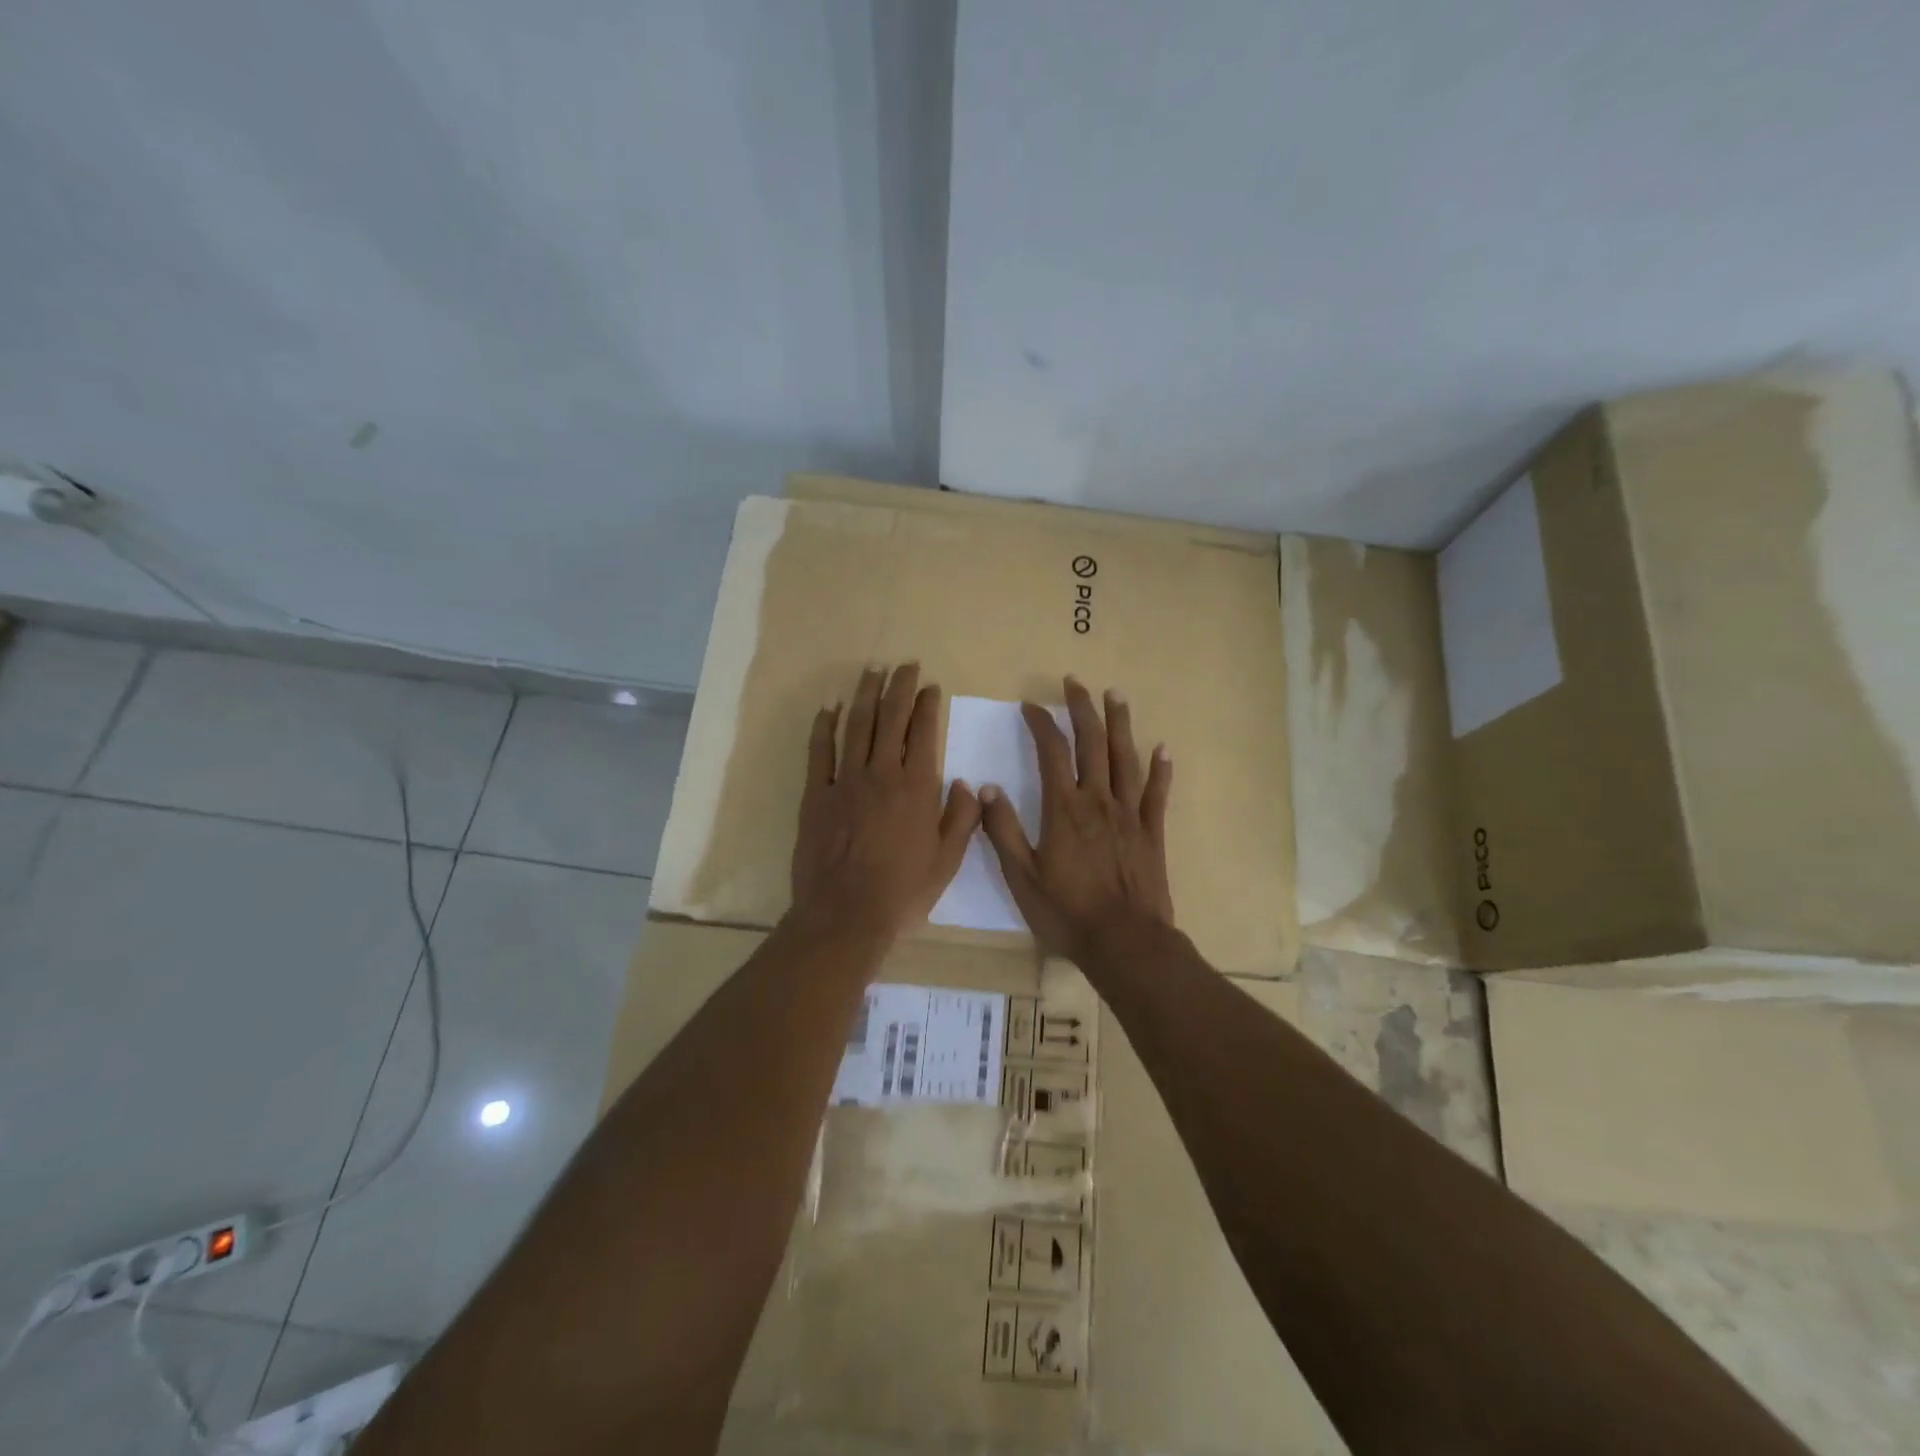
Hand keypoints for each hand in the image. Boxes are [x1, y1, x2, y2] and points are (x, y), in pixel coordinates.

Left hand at [789, 663, 980, 942]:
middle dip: (898, 687)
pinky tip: (829, 708)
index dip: (927, 704)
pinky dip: (824, 726)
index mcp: (917, 787)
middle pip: (890, 718)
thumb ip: (962, 818)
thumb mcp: (948, 860)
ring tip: (871, 671)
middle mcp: (882, 774)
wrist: (845, 914)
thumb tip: (965, 782)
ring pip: (855, 725)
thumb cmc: (903, 890)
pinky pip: (819, 751)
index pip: (924, 732)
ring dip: (865, 695)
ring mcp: (845, 781)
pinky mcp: (816, 794)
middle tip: (904, 665)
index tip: (930, 686)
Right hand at [978, 677, 1173, 961]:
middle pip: (1092, 743)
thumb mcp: (1022, 876)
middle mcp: (1099, 801)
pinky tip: (1162, 748)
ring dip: (1120, 724)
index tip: (1031, 705)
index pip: (1052, 751)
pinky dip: (1160, 769)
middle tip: (1076, 682)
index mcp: (1065, 809)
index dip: (1041, 724)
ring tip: (1116, 695)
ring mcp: (1130, 814)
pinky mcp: (1152, 832)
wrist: (1125, 942)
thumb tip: (986, 789)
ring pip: (1126, 758)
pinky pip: (1157, 793)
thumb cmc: (1067, 912)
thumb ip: (1004, 830)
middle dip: (1083, 709)